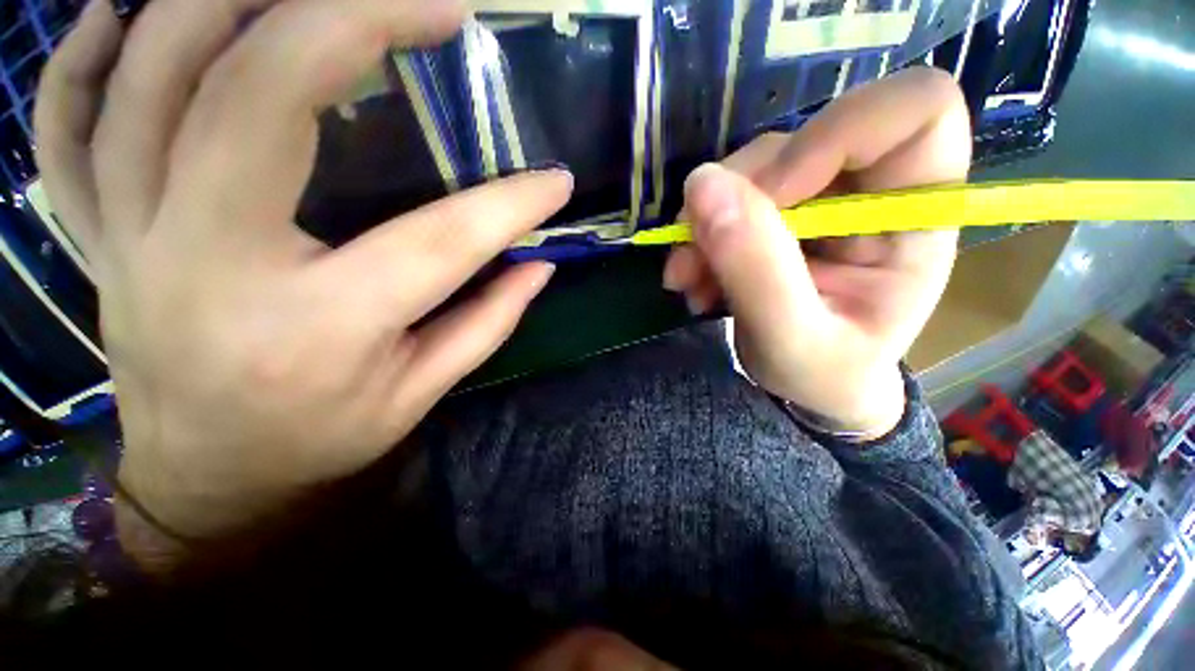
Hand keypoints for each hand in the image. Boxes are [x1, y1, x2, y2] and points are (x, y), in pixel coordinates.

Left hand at [35, 0, 570, 543]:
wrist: (213, 479)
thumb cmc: (325, 440)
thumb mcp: (421, 393)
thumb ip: (488, 322)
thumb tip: (539, 266)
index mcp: (320, 329)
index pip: (442, 242)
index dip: (512, 205)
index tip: (557, 181)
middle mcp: (210, 268)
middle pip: (259, 96)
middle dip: (352, 20)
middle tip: (434, 6)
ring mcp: (131, 241)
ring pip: (148, 78)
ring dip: (224, 1)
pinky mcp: (97, 237)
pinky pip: (67, 125)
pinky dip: (86, 55)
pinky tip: (125, 11)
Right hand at [664, 68, 970, 437]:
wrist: (810, 386)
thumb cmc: (824, 373)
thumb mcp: (791, 341)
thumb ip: (755, 269)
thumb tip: (701, 186)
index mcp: (917, 217)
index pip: (917, 109)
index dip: (835, 136)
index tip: (771, 199)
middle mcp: (873, 190)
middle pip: (806, 137)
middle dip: (737, 196)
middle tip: (694, 261)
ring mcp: (821, 196)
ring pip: (754, 167)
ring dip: (706, 223)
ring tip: (687, 280)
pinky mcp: (779, 210)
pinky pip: (728, 195)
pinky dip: (700, 234)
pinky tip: (692, 278)